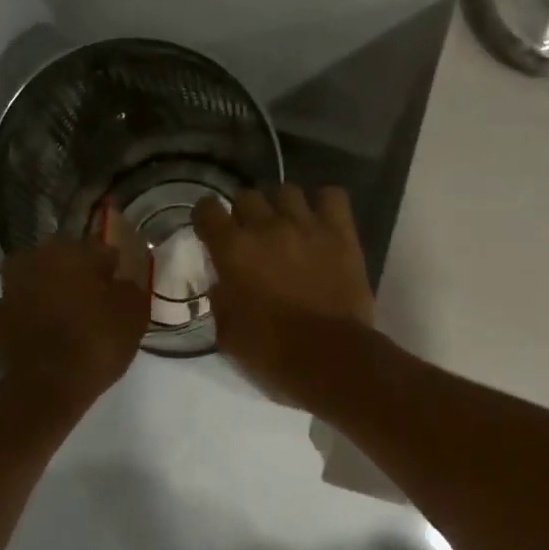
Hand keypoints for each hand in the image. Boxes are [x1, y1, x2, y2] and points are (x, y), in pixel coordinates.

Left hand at [0, 218, 149, 413]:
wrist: (47, 386)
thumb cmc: (96, 343)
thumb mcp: (134, 315)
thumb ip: (130, 288)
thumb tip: (121, 281)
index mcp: (71, 251)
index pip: (100, 250)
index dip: (113, 268)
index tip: (121, 286)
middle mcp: (35, 260)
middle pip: (60, 259)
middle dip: (74, 274)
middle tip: (92, 300)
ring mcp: (9, 289)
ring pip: (29, 277)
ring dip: (41, 288)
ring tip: (59, 311)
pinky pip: (7, 308)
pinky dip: (17, 313)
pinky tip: (30, 326)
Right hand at [192, 185, 375, 404]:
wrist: (328, 359)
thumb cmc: (270, 353)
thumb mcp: (227, 333)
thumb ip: (220, 299)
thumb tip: (223, 283)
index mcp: (232, 250)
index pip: (207, 209)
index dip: (207, 218)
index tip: (211, 232)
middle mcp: (266, 227)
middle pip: (247, 196)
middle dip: (244, 213)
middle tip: (251, 237)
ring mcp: (307, 226)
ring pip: (286, 190)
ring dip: (280, 206)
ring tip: (285, 226)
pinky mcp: (341, 233)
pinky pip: (332, 196)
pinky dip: (323, 203)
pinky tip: (319, 222)